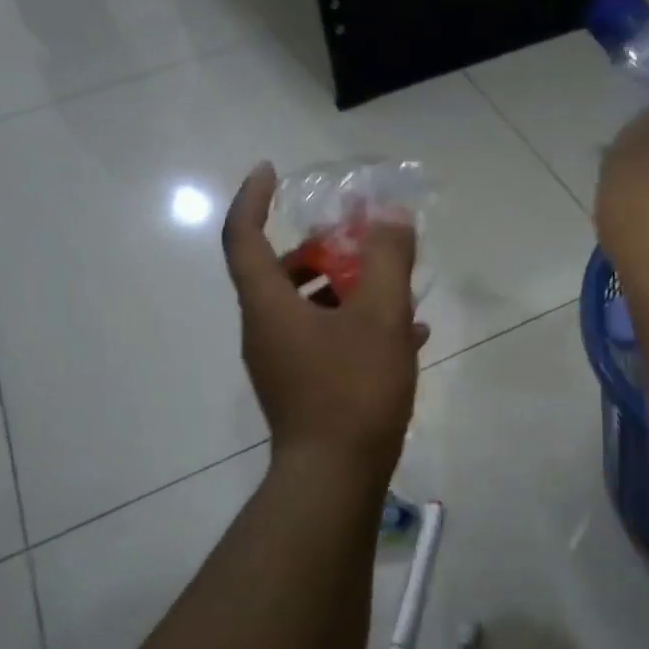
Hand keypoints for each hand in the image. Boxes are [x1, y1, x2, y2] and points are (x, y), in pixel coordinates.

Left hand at [222, 163, 428, 479]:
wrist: (336, 477)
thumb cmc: (353, 389)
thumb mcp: (381, 316)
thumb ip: (387, 259)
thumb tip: (390, 216)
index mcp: (268, 305)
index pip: (242, 236)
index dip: (251, 197)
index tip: (271, 171)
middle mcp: (265, 331)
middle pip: (279, 272)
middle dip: (318, 249)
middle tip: (357, 240)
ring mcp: (282, 363)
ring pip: (307, 308)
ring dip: (344, 289)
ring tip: (393, 287)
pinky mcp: (303, 389)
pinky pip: (325, 340)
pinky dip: (355, 326)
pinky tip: (407, 335)